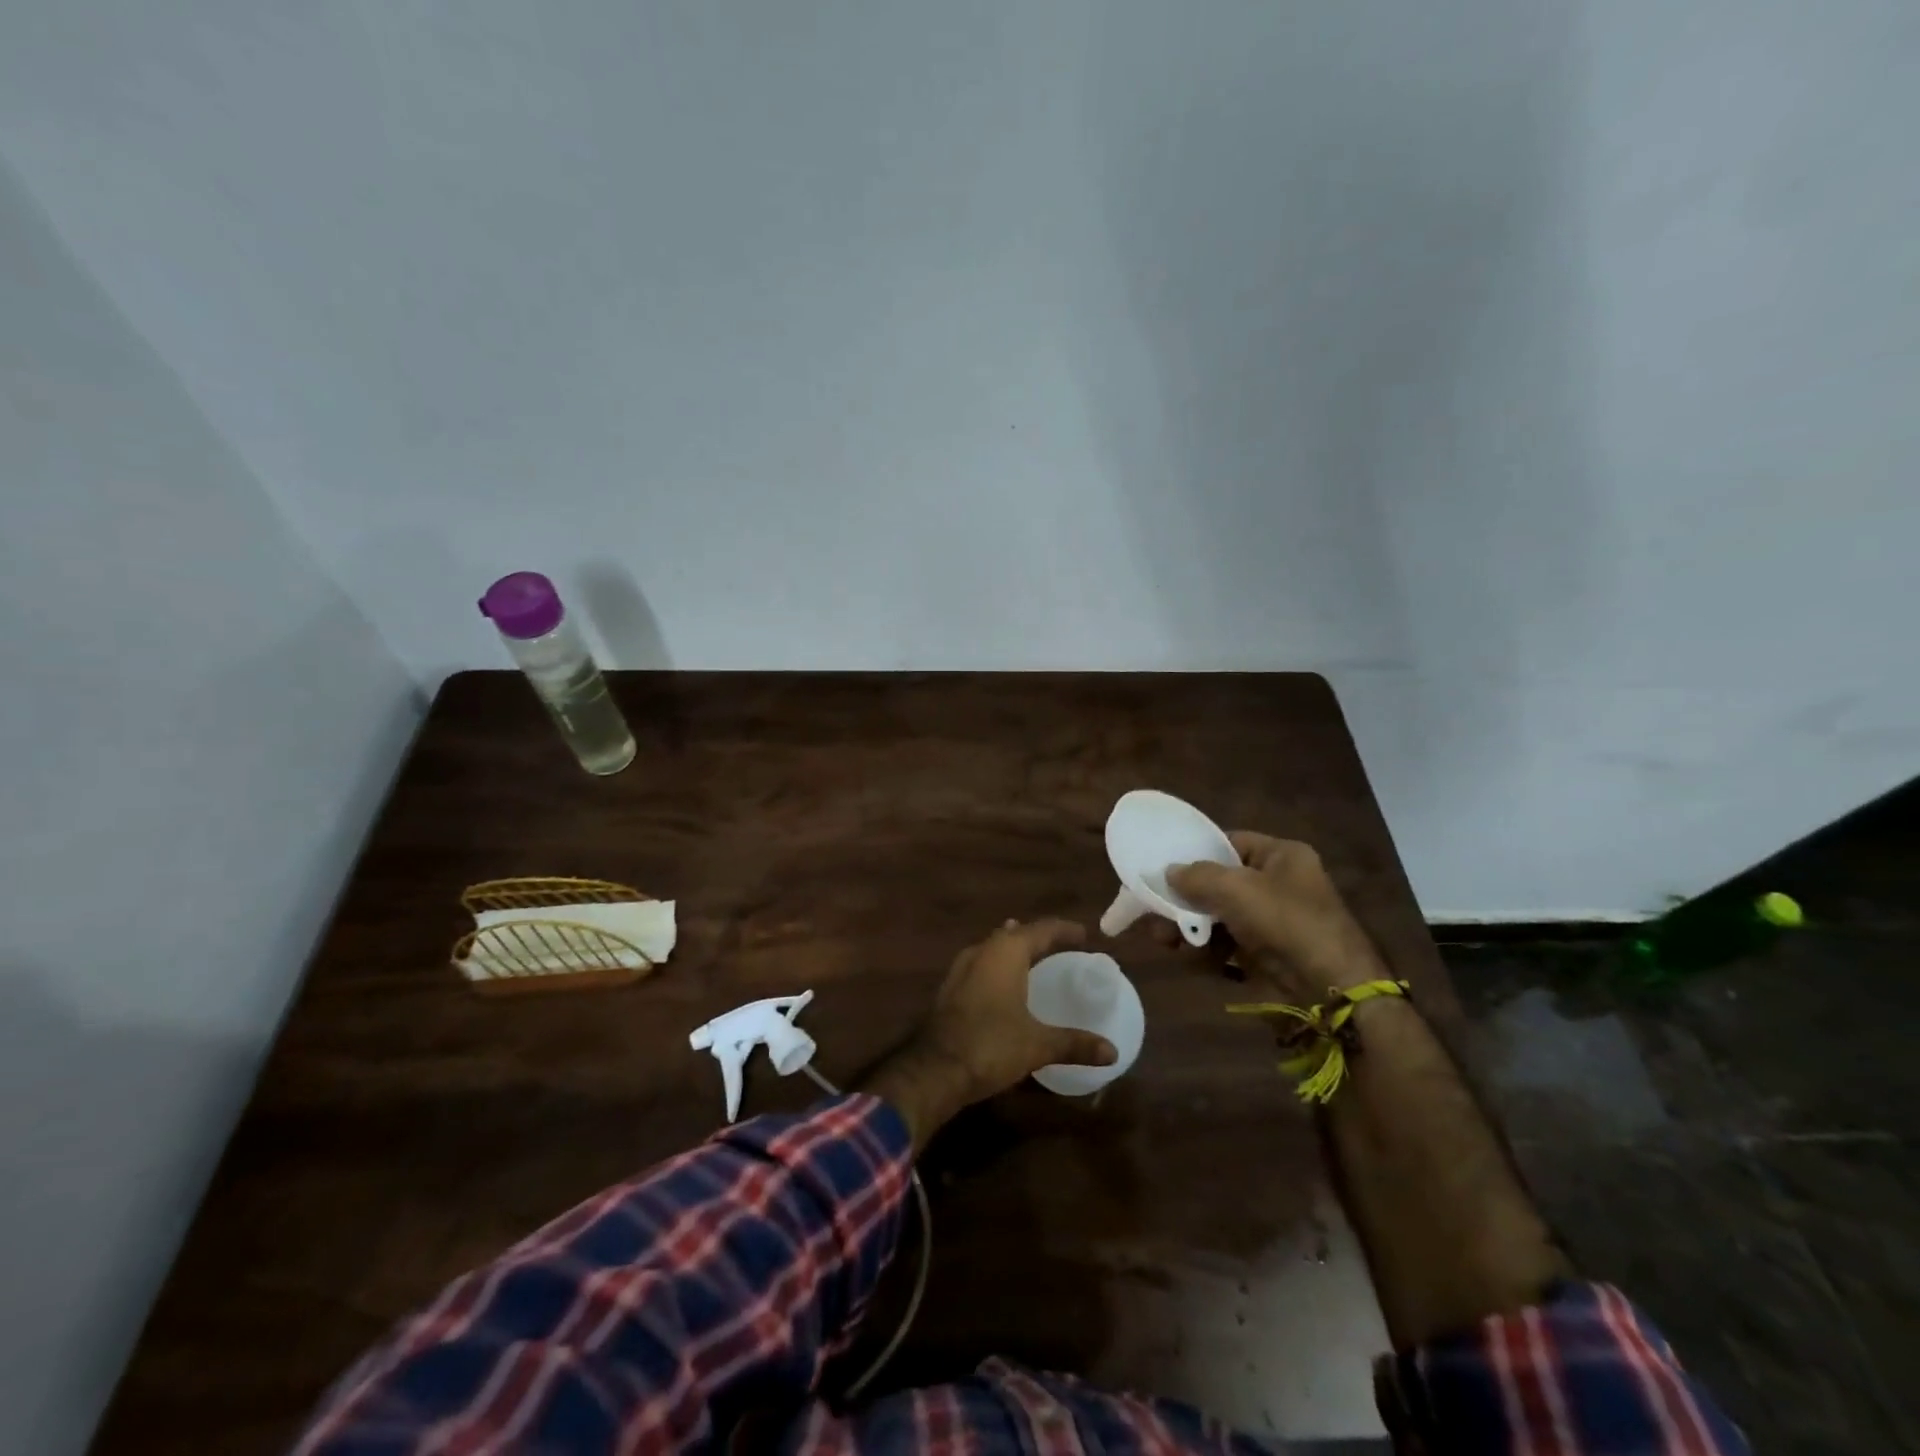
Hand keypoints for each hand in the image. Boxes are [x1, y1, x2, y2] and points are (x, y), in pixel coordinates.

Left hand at [917, 918, 1118, 1104]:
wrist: (935, 1069)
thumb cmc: (991, 1045)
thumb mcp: (1038, 1045)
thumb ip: (1075, 1044)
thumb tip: (1112, 1051)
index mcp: (1006, 953)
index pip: (1041, 930)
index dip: (1064, 930)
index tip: (1084, 935)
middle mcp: (982, 951)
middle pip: (1014, 935)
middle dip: (1037, 937)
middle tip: (1061, 945)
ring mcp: (961, 969)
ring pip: (993, 948)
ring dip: (1013, 950)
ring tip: (1033, 956)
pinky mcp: (950, 989)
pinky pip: (981, 965)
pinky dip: (998, 967)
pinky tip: (1004, 984)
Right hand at [1166, 832, 1385, 998]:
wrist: (1331, 990)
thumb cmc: (1286, 922)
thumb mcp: (1236, 889)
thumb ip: (1197, 876)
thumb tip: (1169, 872)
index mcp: (1282, 856)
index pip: (1230, 843)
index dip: (1196, 851)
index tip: (1164, 864)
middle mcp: (1278, 884)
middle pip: (1219, 882)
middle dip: (1185, 898)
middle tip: (1154, 909)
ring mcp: (1273, 922)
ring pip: (1219, 916)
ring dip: (1190, 927)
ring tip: (1163, 939)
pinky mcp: (1267, 955)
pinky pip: (1227, 945)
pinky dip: (1207, 951)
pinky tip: (1188, 957)